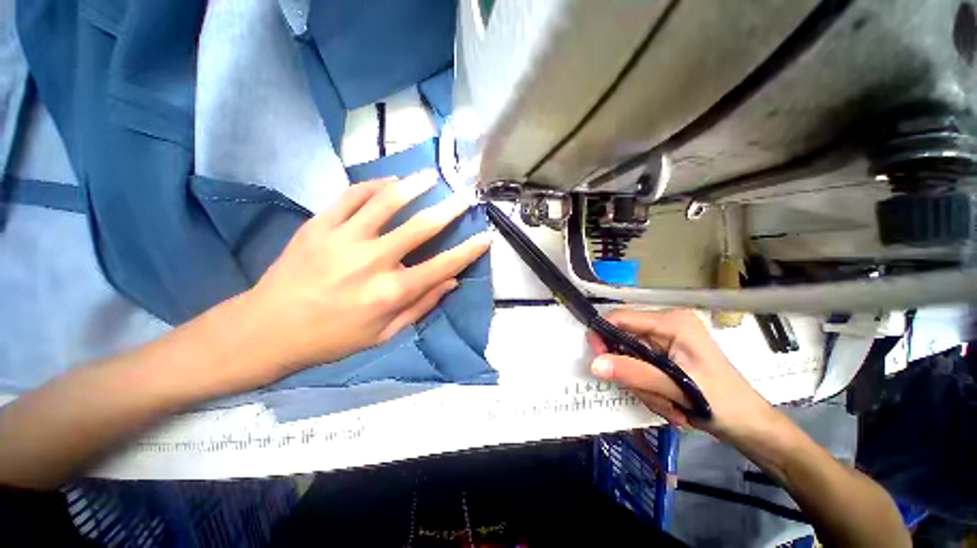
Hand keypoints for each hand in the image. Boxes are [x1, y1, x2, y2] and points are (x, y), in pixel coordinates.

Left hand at [240, 171, 489, 380]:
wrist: (267, 329)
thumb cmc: (332, 338)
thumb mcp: (384, 334)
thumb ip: (421, 306)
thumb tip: (451, 282)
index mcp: (391, 293)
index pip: (442, 266)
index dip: (468, 251)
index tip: (485, 238)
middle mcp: (372, 262)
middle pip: (421, 227)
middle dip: (450, 209)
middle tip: (466, 195)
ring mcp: (343, 239)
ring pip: (386, 202)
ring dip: (413, 186)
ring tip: (430, 175)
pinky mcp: (319, 226)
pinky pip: (351, 196)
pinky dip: (374, 185)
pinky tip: (390, 182)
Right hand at [586, 309, 774, 439]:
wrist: (749, 426)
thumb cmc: (723, 403)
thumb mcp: (677, 388)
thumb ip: (633, 373)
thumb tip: (594, 364)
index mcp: (672, 321)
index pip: (620, 318)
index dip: (602, 336)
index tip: (598, 362)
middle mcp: (666, 325)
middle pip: (623, 340)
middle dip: (631, 372)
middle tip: (649, 395)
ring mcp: (665, 340)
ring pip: (629, 358)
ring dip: (641, 385)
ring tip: (668, 404)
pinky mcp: (664, 354)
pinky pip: (639, 367)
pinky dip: (647, 387)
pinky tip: (669, 403)